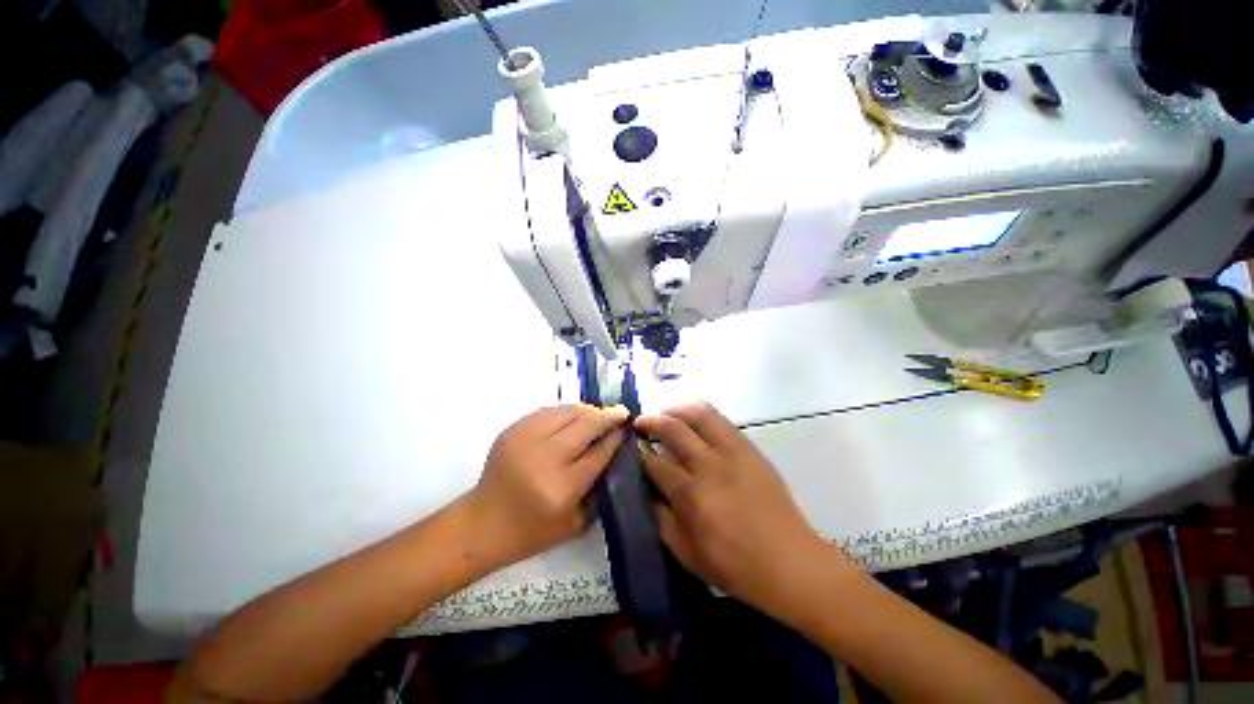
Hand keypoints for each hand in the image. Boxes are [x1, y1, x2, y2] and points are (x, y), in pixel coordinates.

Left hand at [465, 405, 628, 569]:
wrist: (483, 523)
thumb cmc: (533, 530)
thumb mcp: (576, 522)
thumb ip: (599, 487)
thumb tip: (616, 450)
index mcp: (562, 488)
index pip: (598, 453)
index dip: (615, 438)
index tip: (627, 429)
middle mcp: (544, 459)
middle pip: (586, 426)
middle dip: (608, 417)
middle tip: (621, 412)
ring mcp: (525, 440)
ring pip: (568, 412)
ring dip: (589, 410)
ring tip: (599, 414)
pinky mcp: (513, 429)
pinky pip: (548, 411)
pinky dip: (566, 411)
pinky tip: (575, 416)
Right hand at [636, 403, 850, 615]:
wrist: (790, 562)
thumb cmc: (735, 566)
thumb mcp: (686, 553)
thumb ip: (659, 518)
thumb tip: (644, 489)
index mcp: (691, 496)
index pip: (656, 463)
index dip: (640, 452)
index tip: (633, 446)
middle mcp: (710, 466)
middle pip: (674, 430)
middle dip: (651, 421)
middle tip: (640, 422)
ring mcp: (733, 453)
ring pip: (699, 415)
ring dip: (676, 408)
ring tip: (664, 411)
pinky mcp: (750, 449)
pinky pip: (721, 420)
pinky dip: (701, 411)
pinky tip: (692, 416)